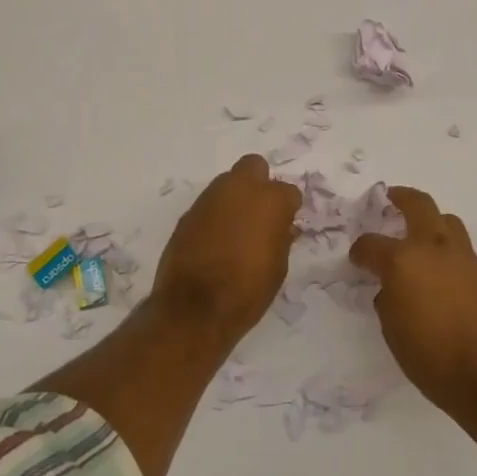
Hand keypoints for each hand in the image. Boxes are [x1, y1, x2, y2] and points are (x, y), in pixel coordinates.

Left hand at [150, 155, 301, 347]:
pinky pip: (209, 204)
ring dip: (235, 198)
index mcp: (270, 200)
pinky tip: (215, 240)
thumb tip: (282, 227)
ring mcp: (210, 198)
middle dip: (260, 184)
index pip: (289, 192)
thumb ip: (281, 239)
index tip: (285, 226)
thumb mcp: (278, 268)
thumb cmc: (247, 291)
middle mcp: (240, 189)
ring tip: (236, 229)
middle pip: (254, 166)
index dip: (288, 209)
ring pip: (228, 182)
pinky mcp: (188, 213)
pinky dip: (215, 215)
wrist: (194, 309)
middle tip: (261, 214)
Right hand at [349, 187, 476, 413]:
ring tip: (422, 236)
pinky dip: (449, 255)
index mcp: (402, 261)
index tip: (358, 258)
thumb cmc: (430, 358)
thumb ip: (388, 300)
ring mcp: (464, 259)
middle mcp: (433, 249)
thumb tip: (392, 289)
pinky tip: (445, 277)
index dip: (360, 251)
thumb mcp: (393, 331)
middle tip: (392, 198)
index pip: (371, 244)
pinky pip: (463, 253)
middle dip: (402, 198)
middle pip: (419, 205)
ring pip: (447, 222)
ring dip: (432, 222)